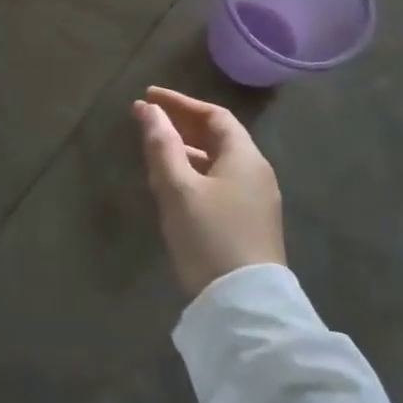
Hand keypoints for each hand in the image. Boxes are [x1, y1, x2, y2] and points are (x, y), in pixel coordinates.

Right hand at [131, 86, 284, 298]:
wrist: (244, 305)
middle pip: (217, 137)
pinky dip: (193, 174)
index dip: (180, 103)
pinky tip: (172, 187)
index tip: (148, 98)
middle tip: (146, 120)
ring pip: (216, 163)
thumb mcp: (178, 188)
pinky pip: (218, 184)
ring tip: (153, 152)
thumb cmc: (209, 236)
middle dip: (180, 125)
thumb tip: (148, 109)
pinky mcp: (248, 225)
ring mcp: (255, 201)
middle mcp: (256, 173)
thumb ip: (161, 145)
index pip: (214, 115)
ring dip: (184, 151)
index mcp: (245, 157)